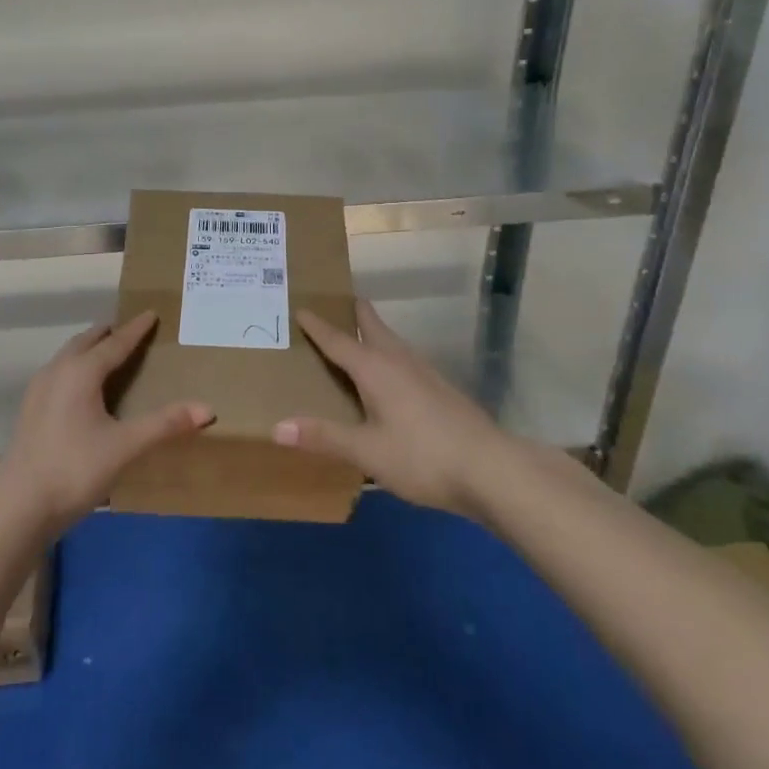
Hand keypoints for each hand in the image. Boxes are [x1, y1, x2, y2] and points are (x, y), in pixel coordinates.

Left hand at [0, 312, 212, 535]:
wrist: (18, 506)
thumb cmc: (74, 469)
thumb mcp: (125, 447)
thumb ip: (165, 425)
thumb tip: (207, 409)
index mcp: (81, 372)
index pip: (115, 343)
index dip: (135, 329)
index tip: (150, 314)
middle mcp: (57, 371)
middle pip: (85, 342)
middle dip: (108, 333)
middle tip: (128, 330)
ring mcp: (38, 390)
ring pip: (67, 356)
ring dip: (87, 348)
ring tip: (104, 352)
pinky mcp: (29, 410)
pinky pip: (57, 373)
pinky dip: (74, 366)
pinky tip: (78, 388)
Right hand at [274, 301, 504, 515]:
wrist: (491, 469)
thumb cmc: (422, 456)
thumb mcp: (366, 451)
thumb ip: (323, 437)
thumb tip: (276, 427)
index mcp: (375, 369)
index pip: (339, 340)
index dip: (318, 326)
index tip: (301, 307)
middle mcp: (399, 361)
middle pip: (373, 327)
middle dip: (354, 312)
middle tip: (335, 300)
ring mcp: (425, 373)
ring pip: (393, 342)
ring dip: (374, 332)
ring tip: (358, 334)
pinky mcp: (442, 389)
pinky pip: (405, 359)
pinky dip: (389, 354)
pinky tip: (391, 375)